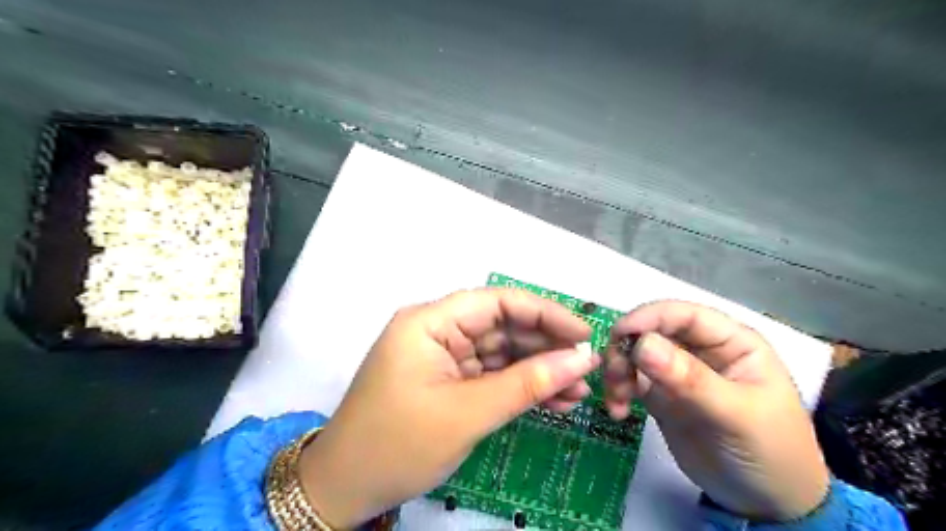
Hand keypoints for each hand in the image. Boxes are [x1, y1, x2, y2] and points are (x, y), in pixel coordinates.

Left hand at [303, 288, 596, 527]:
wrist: (345, 488)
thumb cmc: (398, 445)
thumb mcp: (468, 414)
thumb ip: (527, 384)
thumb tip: (581, 361)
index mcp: (430, 322)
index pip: (497, 302)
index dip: (544, 314)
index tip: (584, 334)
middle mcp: (437, 330)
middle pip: (502, 326)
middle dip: (545, 347)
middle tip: (587, 368)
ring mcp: (442, 356)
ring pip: (501, 352)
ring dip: (538, 370)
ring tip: (578, 391)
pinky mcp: (447, 379)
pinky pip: (491, 374)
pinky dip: (520, 386)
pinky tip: (554, 399)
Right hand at [607, 301, 829, 519]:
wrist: (767, 505)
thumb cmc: (770, 452)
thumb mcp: (735, 414)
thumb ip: (690, 379)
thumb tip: (641, 344)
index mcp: (730, 341)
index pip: (684, 315)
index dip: (649, 317)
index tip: (619, 334)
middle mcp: (700, 350)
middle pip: (651, 331)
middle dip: (626, 349)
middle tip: (613, 376)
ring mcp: (677, 372)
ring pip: (635, 354)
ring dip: (618, 371)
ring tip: (615, 399)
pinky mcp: (660, 395)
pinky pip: (630, 381)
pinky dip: (617, 391)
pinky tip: (617, 410)